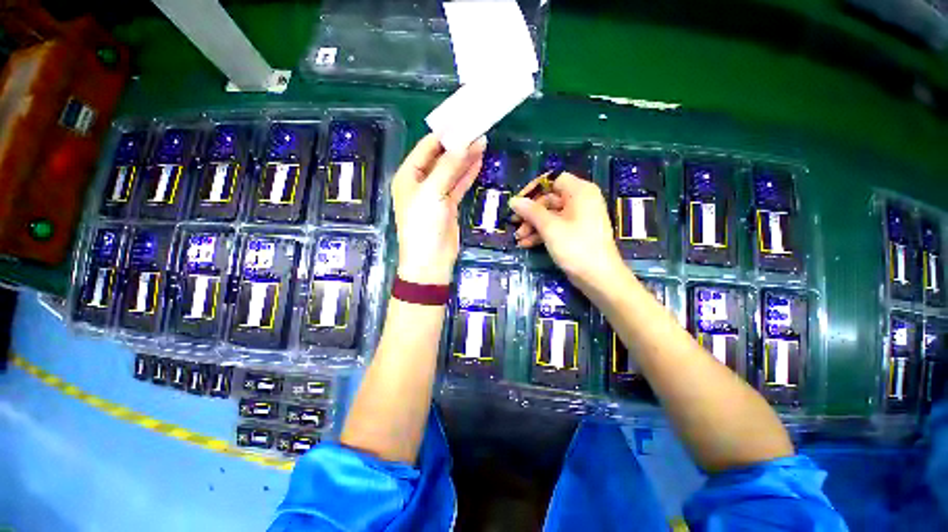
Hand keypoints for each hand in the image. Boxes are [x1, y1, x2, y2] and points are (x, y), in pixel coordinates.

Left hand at [391, 134, 485, 284]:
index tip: (462, 120)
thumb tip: (464, 142)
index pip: (426, 148)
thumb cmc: (423, 225)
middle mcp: (420, 183)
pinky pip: (458, 185)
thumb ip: (448, 167)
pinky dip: (467, 174)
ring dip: (465, 158)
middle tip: (477, 129)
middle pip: (440, 158)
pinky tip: (478, 161)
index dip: (443, 134)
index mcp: (408, 176)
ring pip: (451, 171)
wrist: (431, 260)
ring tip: (482, 141)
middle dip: (457, 145)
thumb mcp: (433, 192)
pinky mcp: (448, 205)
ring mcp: (435, 194)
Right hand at [509, 173, 624, 289]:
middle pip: (549, 200)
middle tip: (515, 224)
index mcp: (580, 192)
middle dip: (530, 214)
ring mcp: (579, 218)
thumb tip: (514, 200)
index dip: (535, 190)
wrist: (598, 278)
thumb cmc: (576, 247)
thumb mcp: (550, 227)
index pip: (554, 181)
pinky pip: (556, 227)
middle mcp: (581, 201)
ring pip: (550, 216)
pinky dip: (541, 234)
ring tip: (519, 238)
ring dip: (533, 226)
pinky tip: (526, 244)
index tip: (518, 202)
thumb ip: (531, 211)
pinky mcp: (575, 233)